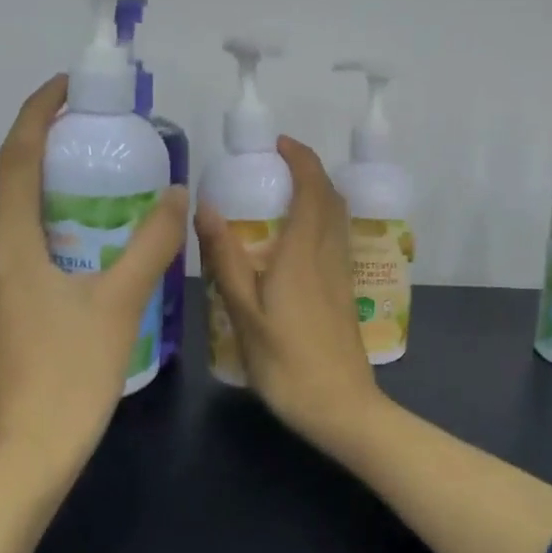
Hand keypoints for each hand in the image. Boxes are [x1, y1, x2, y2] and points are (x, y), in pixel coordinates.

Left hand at [0, 75, 188, 489]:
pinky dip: (37, 239)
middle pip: (10, 190)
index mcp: (10, 245)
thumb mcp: (122, 302)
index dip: (38, 114)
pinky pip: (8, 257)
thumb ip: (152, 243)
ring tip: (91, 208)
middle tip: (96, 156)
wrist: (28, 453)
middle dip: (47, 161)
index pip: (17, 158)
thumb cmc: (72, 372)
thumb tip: (176, 192)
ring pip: (7, 227)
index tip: (65, 88)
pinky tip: (75, 264)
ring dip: (41, 204)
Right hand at [195, 136, 388, 456]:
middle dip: (309, 171)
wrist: (341, 408)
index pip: (312, 189)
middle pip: (330, 198)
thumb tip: (206, 206)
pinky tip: (296, 241)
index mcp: (302, 253)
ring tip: (283, 195)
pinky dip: (320, 220)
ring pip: (337, 219)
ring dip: (317, 194)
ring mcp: (341, 275)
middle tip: (276, 166)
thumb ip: (226, 258)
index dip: (301, 159)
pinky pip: (335, 239)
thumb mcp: (244, 313)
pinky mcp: (345, 293)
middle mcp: (327, 255)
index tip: (279, 144)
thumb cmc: (287, 363)